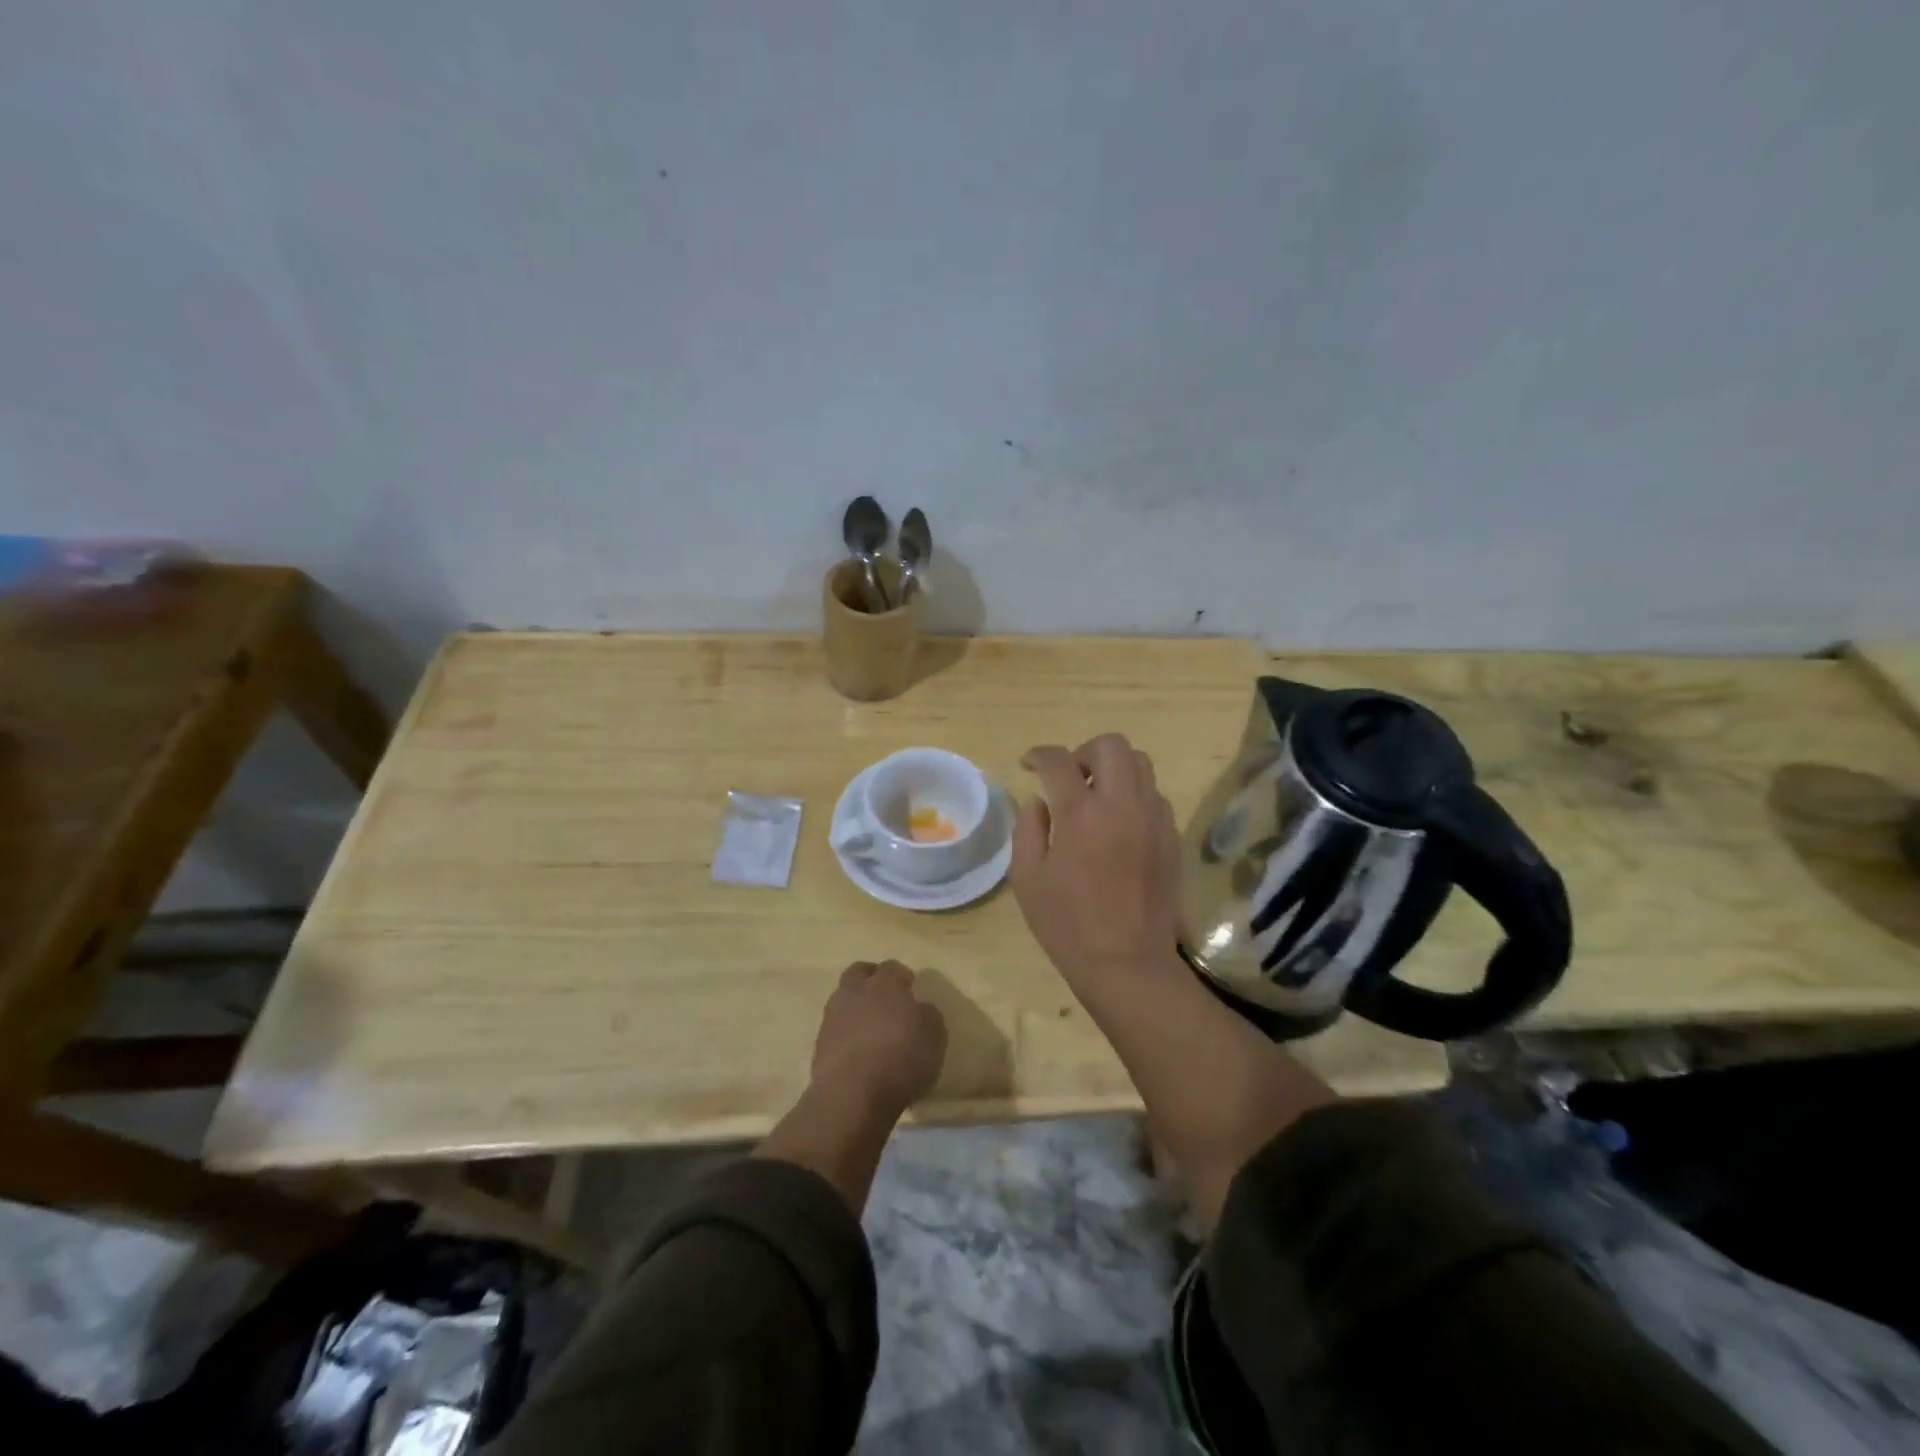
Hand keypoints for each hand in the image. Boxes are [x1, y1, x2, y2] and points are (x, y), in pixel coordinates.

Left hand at [810, 960, 947, 1114]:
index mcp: (885, 984)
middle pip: (859, 972)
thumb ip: (927, 1014)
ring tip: (870, 1027)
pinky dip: (846, 1034)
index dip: (901, 976)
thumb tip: (919, 1009)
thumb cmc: (902, 1058)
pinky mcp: (819, 1044)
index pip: (892, 967)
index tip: (909, 987)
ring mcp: (833, 1017)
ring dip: (855, 1007)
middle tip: (884, 996)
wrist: (852, 1094)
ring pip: (843, 999)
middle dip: (870, 978)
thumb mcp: (934, 1035)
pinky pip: (835, 1029)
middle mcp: (856, 992)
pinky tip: (858, 1051)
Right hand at [1010, 733, 1183, 990]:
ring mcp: (1153, 819)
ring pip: (1141, 763)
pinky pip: (1154, 794)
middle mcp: (1122, 805)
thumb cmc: (1068, 925)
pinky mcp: (1171, 836)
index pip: (1058, 761)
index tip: (1029, 764)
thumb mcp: (1027, 878)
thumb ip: (1028, 829)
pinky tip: (1118, 824)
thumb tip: (1040, 801)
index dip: (1038, 755)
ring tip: (1096, 797)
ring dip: (1113, 769)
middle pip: (1111, 745)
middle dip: (1083, 752)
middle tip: (1068, 778)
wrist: (1128, 963)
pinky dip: (1133, 794)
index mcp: (1080, 814)